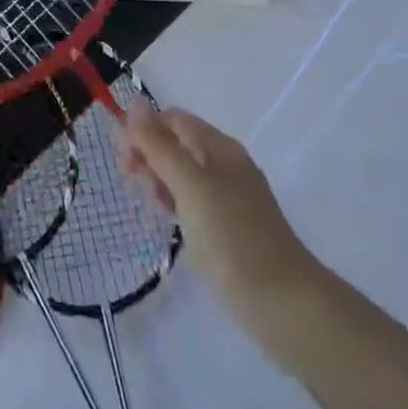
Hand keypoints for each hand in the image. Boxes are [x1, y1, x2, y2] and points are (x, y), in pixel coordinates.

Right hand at [121, 108, 317, 333]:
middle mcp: (225, 164)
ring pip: (184, 174)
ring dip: (160, 180)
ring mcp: (230, 197)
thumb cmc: (233, 238)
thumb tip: (133, 104)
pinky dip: (176, 204)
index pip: (173, 119)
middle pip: (177, 144)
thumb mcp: (190, 185)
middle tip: (135, 184)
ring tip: (154, 207)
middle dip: (150, 155)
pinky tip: (171, 224)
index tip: (123, 160)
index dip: (143, 129)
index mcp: (219, 147)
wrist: (284, 304)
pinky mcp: (230, 227)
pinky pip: (194, 202)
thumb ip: (160, 145)